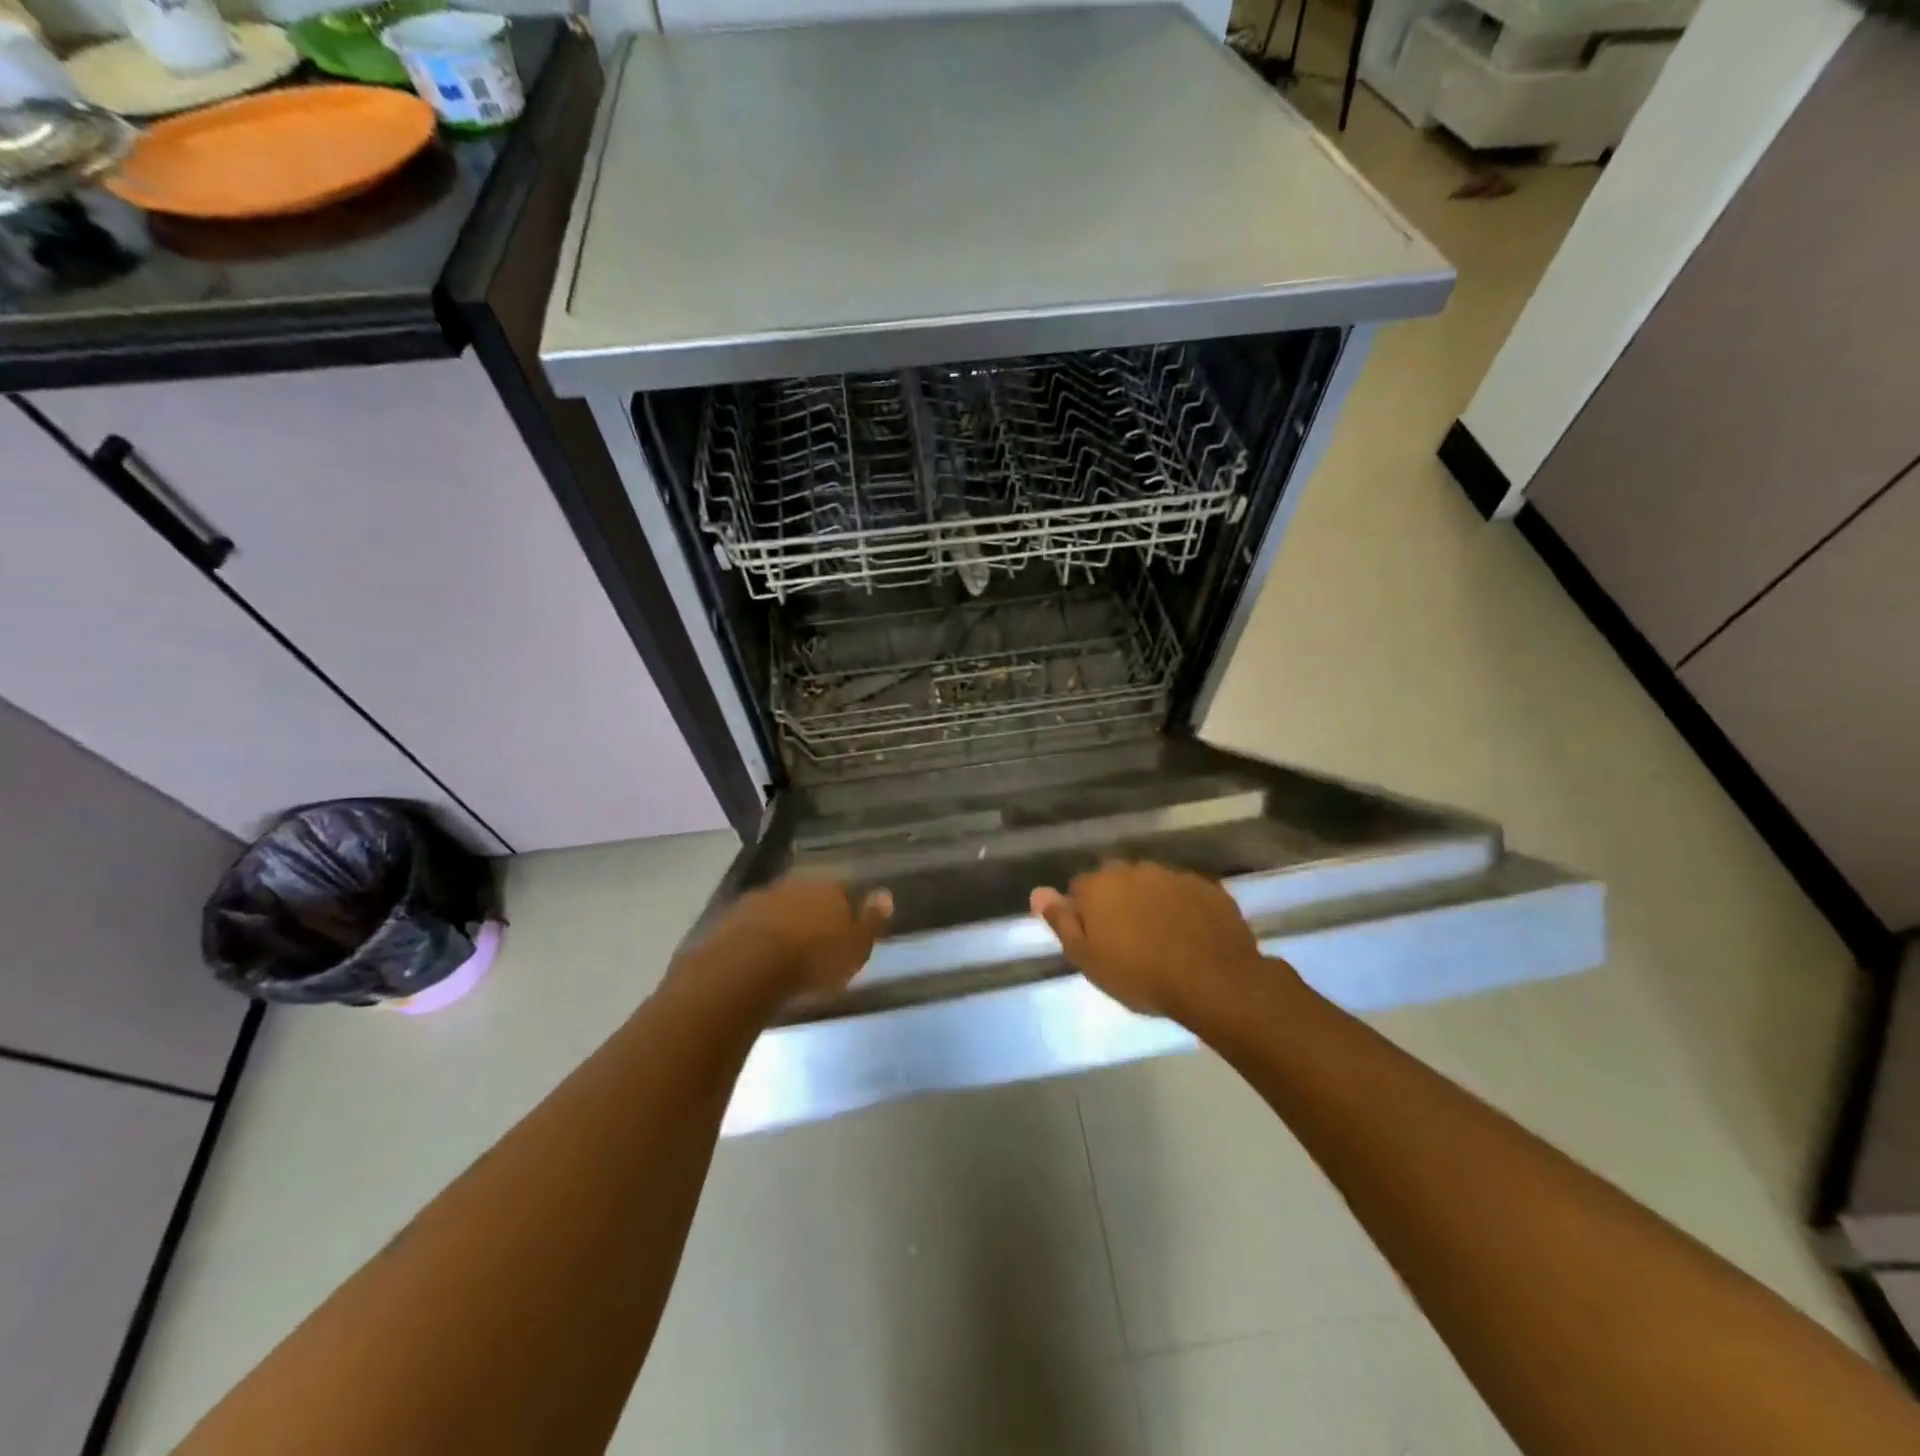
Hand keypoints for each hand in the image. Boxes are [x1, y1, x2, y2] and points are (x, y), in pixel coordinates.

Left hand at [683, 876, 891, 1006]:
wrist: (747, 968)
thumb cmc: (812, 960)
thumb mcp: (855, 948)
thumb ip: (872, 921)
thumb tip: (885, 894)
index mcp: (828, 888)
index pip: (842, 893)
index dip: (843, 913)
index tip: (842, 935)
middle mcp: (793, 885)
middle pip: (808, 897)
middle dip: (811, 916)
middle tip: (814, 944)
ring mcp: (760, 899)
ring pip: (779, 909)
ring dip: (783, 926)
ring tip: (786, 956)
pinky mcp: (731, 918)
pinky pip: (753, 927)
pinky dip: (758, 939)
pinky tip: (759, 960)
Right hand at [1030, 861, 1276, 1020]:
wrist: (1213, 981)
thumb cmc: (1139, 975)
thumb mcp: (1087, 958)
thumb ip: (1061, 922)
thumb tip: (1038, 892)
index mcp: (1100, 885)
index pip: (1080, 887)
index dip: (1084, 912)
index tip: (1095, 938)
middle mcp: (1134, 870)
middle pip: (1117, 881)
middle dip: (1118, 901)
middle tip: (1127, 937)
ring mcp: (1173, 875)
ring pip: (1152, 884)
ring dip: (1151, 902)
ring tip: (1161, 937)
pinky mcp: (1207, 887)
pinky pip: (1185, 894)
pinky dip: (1183, 908)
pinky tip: (1190, 934)